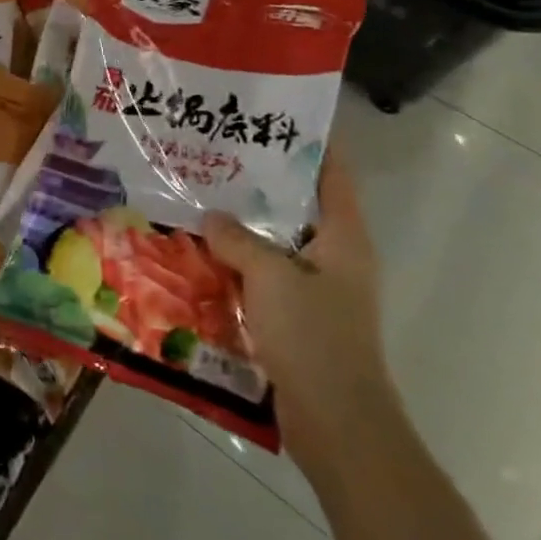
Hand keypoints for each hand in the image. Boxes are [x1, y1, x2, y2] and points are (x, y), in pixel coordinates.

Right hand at [205, 156, 400, 475]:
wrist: (338, 426)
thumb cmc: (314, 338)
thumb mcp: (271, 276)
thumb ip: (238, 238)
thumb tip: (211, 216)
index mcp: (343, 237)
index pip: (332, 171)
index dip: (308, 139)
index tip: (269, 113)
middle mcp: (334, 256)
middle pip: (296, 204)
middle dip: (258, 181)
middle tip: (214, 153)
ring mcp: (316, 290)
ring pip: (274, 242)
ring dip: (241, 226)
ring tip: (197, 197)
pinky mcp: (296, 319)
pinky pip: (262, 278)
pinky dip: (236, 264)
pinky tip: (199, 254)